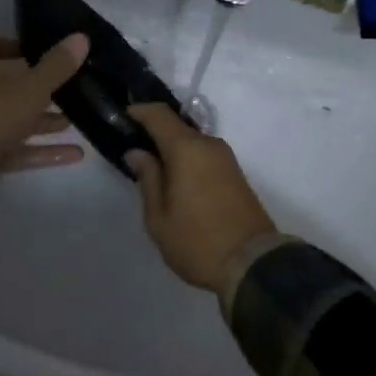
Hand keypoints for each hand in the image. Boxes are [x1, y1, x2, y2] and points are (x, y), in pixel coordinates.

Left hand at [0, 34, 89, 172]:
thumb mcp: (31, 86)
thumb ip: (57, 65)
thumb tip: (81, 37)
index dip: (2, 44)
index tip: (30, 49)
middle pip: (2, 86)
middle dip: (35, 88)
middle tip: (64, 87)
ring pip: (13, 120)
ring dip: (43, 121)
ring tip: (74, 119)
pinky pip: (18, 150)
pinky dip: (44, 151)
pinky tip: (76, 153)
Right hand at [126, 104, 277, 296]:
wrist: (253, 264)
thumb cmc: (197, 241)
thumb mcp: (159, 217)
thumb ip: (148, 178)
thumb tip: (138, 152)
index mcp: (187, 149)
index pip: (160, 114)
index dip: (140, 111)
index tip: (123, 117)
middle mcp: (209, 145)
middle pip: (177, 128)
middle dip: (155, 135)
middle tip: (134, 153)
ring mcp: (227, 159)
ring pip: (193, 143)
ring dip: (173, 151)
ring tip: (154, 172)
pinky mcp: (236, 174)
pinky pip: (205, 156)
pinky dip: (188, 161)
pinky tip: (178, 182)